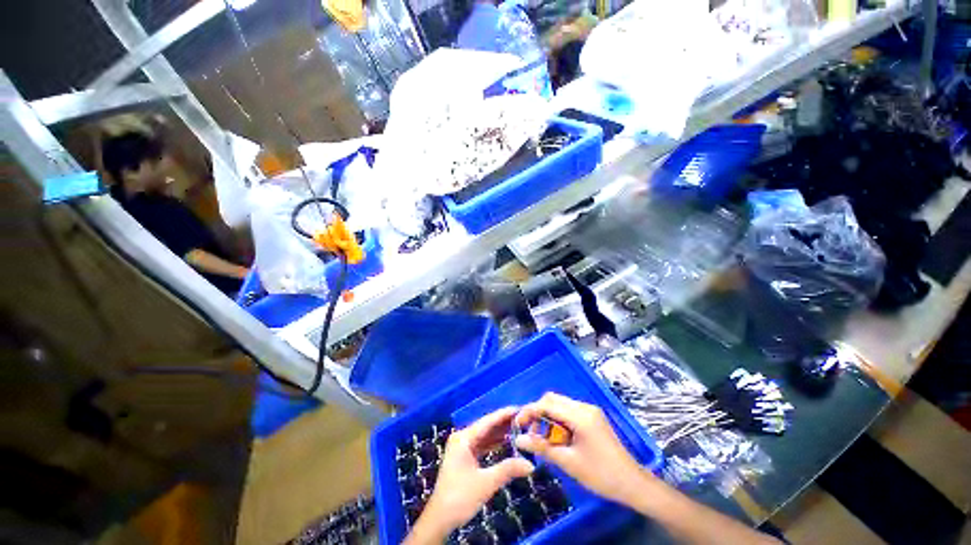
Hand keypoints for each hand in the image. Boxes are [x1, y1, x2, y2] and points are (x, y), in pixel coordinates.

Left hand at [407, 408, 534, 543]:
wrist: (439, 520)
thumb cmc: (460, 498)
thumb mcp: (486, 483)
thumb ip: (508, 470)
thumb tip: (531, 464)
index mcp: (463, 438)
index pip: (487, 422)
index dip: (504, 414)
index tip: (520, 408)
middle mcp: (462, 438)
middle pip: (486, 427)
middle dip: (503, 422)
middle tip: (523, 418)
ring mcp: (462, 447)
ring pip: (484, 435)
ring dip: (499, 433)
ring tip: (518, 427)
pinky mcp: (463, 457)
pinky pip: (481, 445)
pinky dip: (493, 443)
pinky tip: (506, 441)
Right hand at [513, 392, 652, 505]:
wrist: (633, 483)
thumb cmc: (601, 475)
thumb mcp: (568, 462)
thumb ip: (542, 448)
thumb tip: (519, 441)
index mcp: (580, 416)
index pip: (547, 404)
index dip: (530, 411)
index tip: (518, 424)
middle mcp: (584, 407)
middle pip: (553, 399)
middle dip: (538, 412)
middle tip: (530, 431)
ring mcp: (590, 411)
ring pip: (560, 404)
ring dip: (548, 417)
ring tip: (543, 438)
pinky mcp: (592, 417)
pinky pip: (569, 411)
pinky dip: (558, 420)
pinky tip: (558, 437)